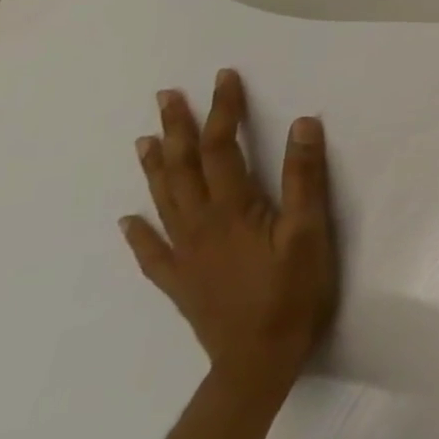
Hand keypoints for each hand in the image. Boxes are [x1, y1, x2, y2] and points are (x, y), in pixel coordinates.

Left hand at [121, 69, 339, 400]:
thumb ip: (305, 177)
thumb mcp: (310, 230)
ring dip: (154, 166)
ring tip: (145, 138)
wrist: (258, 360)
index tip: (224, 79)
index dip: (223, 111)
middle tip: (167, 96)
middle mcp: (199, 225)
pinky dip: (138, 232)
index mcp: (232, 210)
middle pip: (182, 168)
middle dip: (176, 129)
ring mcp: (184, 255)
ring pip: (163, 201)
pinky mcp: (180, 281)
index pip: (221, 148)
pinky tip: (129, 221)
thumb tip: (302, 123)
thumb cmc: (292, 291)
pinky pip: (151, 251)